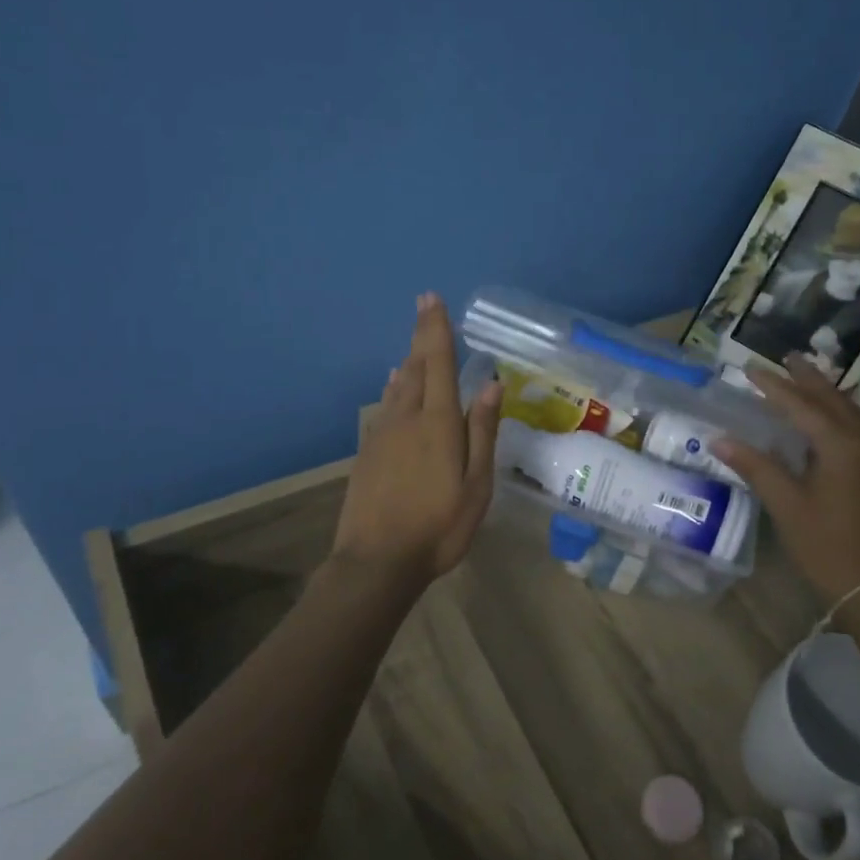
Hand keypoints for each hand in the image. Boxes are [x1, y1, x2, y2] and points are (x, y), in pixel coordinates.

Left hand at [332, 293, 501, 587]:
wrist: (376, 561)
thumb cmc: (438, 526)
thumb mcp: (476, 485)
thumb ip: (482, 432)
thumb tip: (491, 384)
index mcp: (438, 423)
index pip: (439, 363)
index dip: (436, 329)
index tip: (431, 298)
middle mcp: (407, 418)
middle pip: (416, 368)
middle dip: (422, 337)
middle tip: (424, 308)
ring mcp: (382, 434)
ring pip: (398, 386)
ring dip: (409, 361)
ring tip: (416, 346)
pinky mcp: (368, 452)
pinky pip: (384, 406)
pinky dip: (394, 388)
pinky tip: (394, 385)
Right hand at [712, 358, 859, 604]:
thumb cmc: (829, 547)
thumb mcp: (787, 506)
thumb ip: (755, 467)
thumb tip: (718, 440)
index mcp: (841, 443)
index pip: (800, 404)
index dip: (773, 386)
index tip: (749, 368)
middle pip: (833, 399)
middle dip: (808, 378)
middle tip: (787, 357)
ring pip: (854, 411)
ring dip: (829, 393)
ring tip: (809, 379)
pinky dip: (844, 414)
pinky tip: (837, 420)